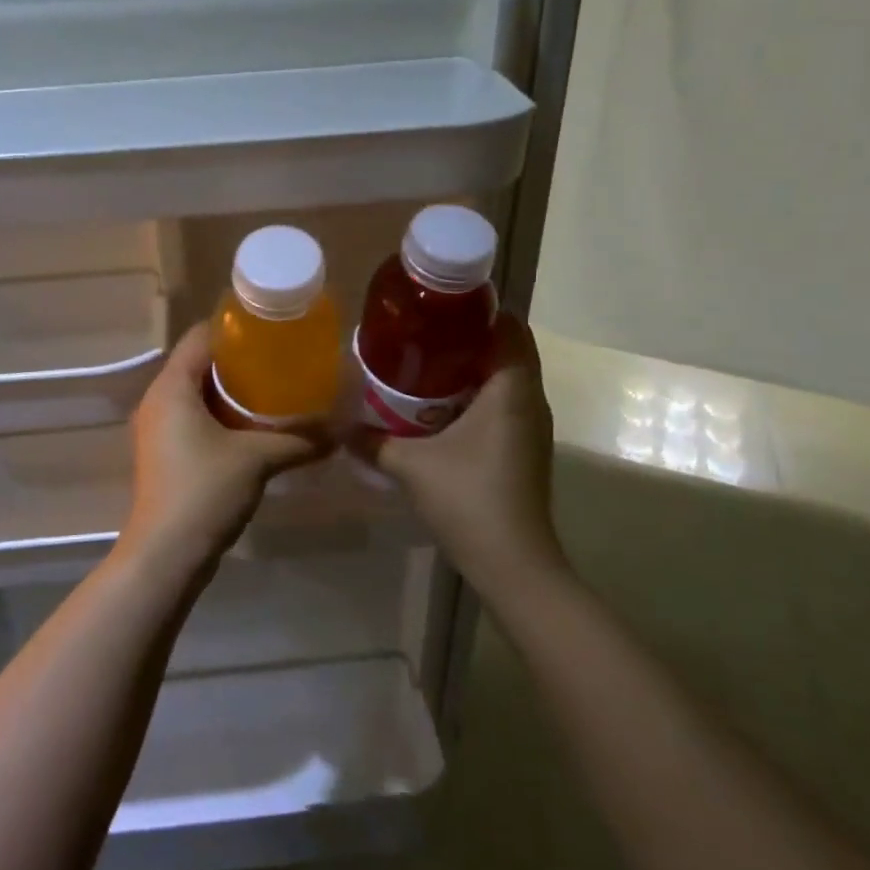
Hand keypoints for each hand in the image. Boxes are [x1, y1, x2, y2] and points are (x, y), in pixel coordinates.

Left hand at [119, 323, 327, 577]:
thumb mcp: (257, 459)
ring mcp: (158, 428)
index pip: (201, 337)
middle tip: (282, 360)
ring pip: (197, 393)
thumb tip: (340, 431)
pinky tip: (255, 427)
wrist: (165, 555)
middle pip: (199, 363)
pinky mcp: (165, 453)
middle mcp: (158, 400)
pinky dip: (222, 415)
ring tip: (275, 390)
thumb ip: (299, 440)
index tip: (272, 331)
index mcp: (172, 387)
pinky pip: (194, 418)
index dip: (235, 328)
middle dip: (239, 361)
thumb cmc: (204, 491)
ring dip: (232, 391)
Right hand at [359, 313, 563, 601]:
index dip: (482, 310)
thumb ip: (372, 441)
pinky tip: (441, 406)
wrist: (513, 563)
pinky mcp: (525, 448)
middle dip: (471, 336)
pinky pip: (506, 403)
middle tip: (424, 332)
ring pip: (508, 378)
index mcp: (511, 390)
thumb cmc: (468, 500)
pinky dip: (479, 394)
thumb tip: (338, 425)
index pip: (511, 328)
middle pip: (509, 349)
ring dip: (474, 366)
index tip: (442, 306)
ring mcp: (531, 427)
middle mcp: (530, 400)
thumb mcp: (411, 466)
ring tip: (427, 362)